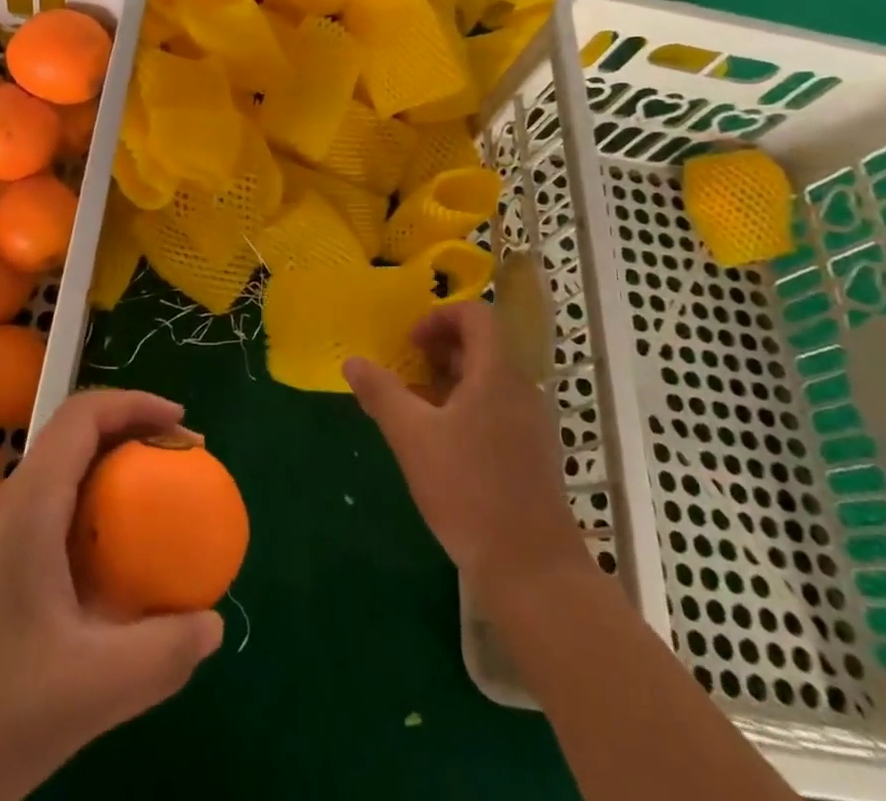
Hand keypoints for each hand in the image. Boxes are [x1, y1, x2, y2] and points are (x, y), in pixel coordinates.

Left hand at [0, 389, 223, 800]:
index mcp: (28, 507)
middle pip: (73, 443)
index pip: (83, 415)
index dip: (138, 404)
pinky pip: (41, 528)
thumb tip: (211, 624)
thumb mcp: (86, 694)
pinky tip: (99, 593)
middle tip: (179, 477)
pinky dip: (84, 531)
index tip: (185, 428)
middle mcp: (3, 510)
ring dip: (108, 489)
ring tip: (149, 530)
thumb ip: (161, 655)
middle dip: (132, 444)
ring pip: (56, 487)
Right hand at [344, 300, 585, 596]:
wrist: (533, 570)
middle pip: (481, 346)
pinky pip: (496, 410)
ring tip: (415, 411)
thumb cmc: (469, 490)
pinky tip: (440, 446)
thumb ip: (381, 393)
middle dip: (438, 352)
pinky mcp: (532, 455)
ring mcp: (531, 424)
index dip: (439, 317)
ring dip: (448, 383)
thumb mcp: (412, 437)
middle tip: (404, 375)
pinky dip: (465, 410)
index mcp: (496, 373)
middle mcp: (520, 389)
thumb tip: (352, 361)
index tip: (409, 344)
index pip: (476, 315)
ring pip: (487, 381)